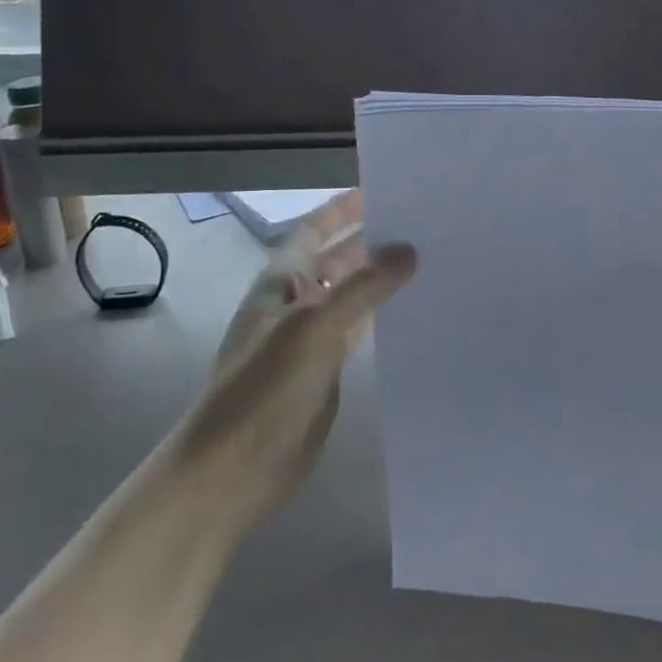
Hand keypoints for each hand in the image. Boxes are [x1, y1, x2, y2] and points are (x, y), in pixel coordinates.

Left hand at [178, 190, 417, 541]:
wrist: (231, 472)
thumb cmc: (264, 388)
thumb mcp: (314, 327)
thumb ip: (364, 286)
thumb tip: (410, 249)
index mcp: (283, 281)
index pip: (315, 230)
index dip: (343, 209)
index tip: (384, 189)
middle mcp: (297, 302)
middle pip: (339, 259)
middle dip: (373, 241)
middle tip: (424, 225)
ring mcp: (311, 338)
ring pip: (353, 296)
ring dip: (382, 279)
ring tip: (430, 260)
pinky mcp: (325, 372)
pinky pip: (360, 331)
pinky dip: (383, 317)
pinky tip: (414, 311)